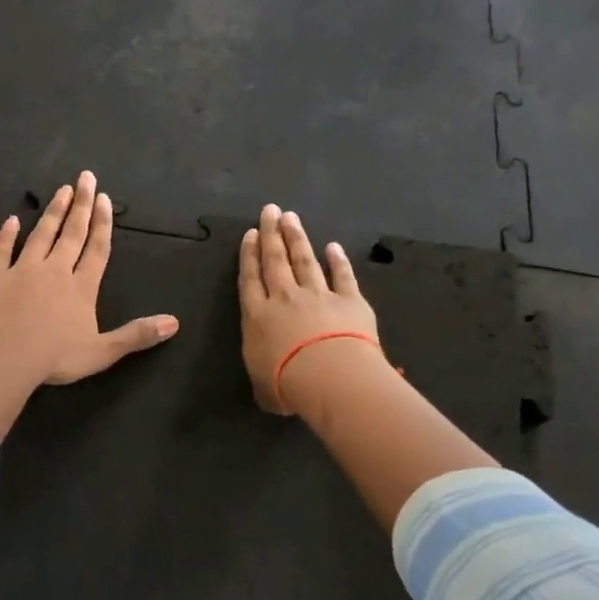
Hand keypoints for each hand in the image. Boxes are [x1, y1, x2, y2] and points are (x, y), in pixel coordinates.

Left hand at [0, 171, 179, 435]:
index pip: (96, 249)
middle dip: (80, 205)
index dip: (102, 224)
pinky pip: (1, 250)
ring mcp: (21, 271)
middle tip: (85, 177)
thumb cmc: (55, 358)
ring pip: (40, 235)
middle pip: (71, 233)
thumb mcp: (103, 352)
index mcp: (81, 288)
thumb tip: (174, 323)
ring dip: (52, 212)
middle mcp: (54, 271)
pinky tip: (12, 220)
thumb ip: (136, 335)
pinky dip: (6, 234)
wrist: (3, 358)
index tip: (104, 198)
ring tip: (61, 190)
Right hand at [238, 205, 380, 415]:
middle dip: (271, 234)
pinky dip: (338, 260)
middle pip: (275, 261)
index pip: (250, 280)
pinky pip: (342, 275)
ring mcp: (318, 295)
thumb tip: (268, 386)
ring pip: (304, 260)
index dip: (249, 255)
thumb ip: (264, 381)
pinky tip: (333, 246)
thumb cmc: (287, 384)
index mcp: (258, 317)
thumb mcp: (264, 389)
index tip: (251, 234)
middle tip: (270, 210)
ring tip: (291, 217)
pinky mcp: (349, 300)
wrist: (328, 375)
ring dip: (297, 238)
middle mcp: (284, 298)